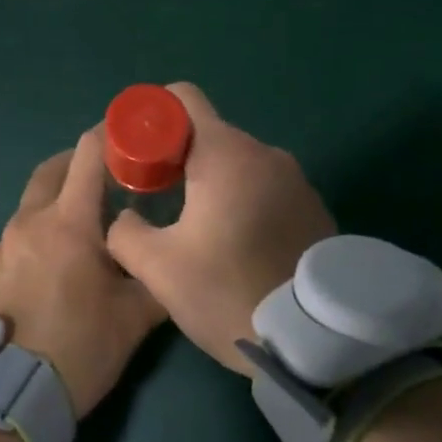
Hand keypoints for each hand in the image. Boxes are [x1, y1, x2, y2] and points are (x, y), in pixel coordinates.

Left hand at [0, 129, 167, 417]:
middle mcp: (31, 220)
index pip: (86, 155)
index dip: (107, 136)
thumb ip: (155, 274)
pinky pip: (20, 231)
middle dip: (79, 163)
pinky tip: (56, 258)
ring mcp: (5, 242)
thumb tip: (169, 255)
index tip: (127, 136)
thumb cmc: (81, 346)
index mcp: (69, 222)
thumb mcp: (136, 315)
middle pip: (52, 169)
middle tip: (107, 176)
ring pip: (33, 200)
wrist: (13, 392)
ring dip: (58, 196)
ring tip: (84, 221)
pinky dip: (40, 227)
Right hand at [106, 83, 334, 374]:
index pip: (182, 98)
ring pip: (236, 161)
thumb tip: (123, 217)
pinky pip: (264, 185)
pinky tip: (233, 241)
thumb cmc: (229, 292)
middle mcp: (265, 153)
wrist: (317, 343)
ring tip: (194, 224)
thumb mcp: (158, 268)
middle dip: (175, 154)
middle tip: (155, 195)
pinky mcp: (313, 206)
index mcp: (225, 154)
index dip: (150, 116)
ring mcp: (295, 179)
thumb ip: (125, 232)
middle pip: (207, 132)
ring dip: (209, 180)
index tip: (136, 154)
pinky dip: (241, 197)